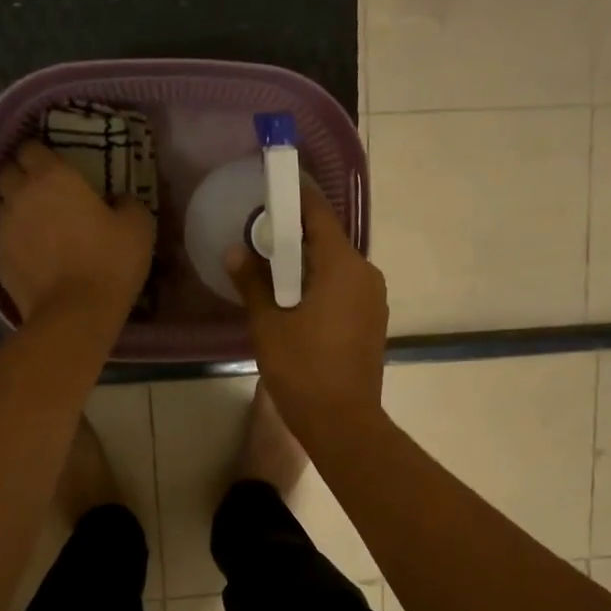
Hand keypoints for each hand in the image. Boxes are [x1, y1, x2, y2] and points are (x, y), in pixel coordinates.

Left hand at [0, 142, 153, 322]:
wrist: (75, 314)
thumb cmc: (110, 263)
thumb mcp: (138, 227)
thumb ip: (127, 204)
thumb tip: (118, 200)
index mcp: (53, 178)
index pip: (31, 148)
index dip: (41, 154)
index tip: (54, 165)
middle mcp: (21, 195)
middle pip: (7, 171)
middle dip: (21, 175)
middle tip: (43, 190)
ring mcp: (5, 228)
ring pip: (3, 205)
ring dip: (17, 208)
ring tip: (37, 223)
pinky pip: (5, 239)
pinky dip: (17, 241)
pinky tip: (35, 254)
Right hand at [226, 189, 387, 443]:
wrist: (343, 422)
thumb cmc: (302, 369)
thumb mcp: (268, 324)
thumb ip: (252, 282)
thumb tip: (236, 251)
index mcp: (343, 266)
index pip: (318, 215)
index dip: (294, 198)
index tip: (271, 188)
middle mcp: (366, 274)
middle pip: (328, 241)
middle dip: (295, 236)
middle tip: (259, 236)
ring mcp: (374, 299)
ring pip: (336, 267)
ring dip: (306, 264)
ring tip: (272, 271)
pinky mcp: (373, 321)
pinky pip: (344, 288)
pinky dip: (320, 285)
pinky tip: (295, 301)